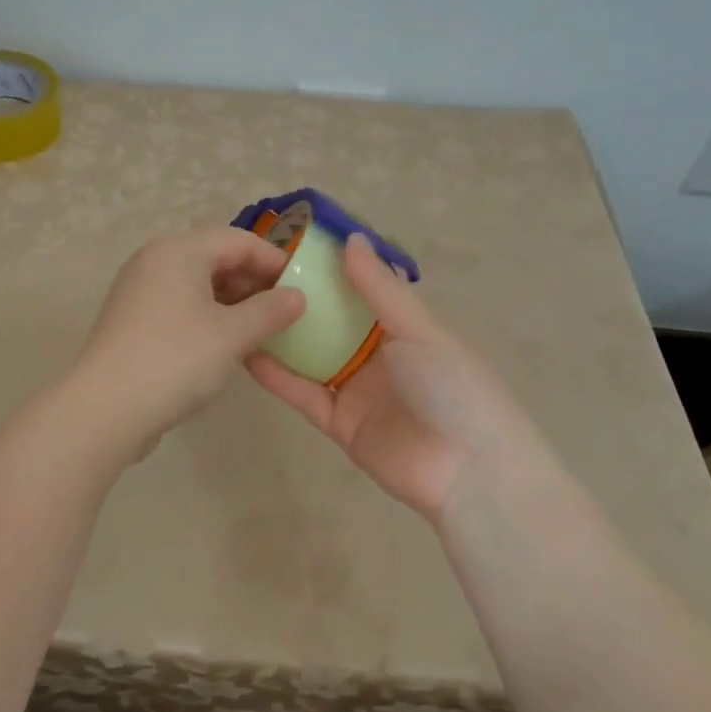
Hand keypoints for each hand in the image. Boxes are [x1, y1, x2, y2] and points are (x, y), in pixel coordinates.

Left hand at [73, 227, 305, 453]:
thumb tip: (297, 296)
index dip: (274, 261)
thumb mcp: (232, 334)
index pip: (238, 240)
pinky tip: (226, 345)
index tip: (302, 288)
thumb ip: (270, 311)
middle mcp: (155, 261)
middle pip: (216, 259)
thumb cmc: (176, 359)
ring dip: (233, 303)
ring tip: (261, 331)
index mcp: (178, 251)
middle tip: (285, 313)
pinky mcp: (132, 320)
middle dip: (254, 283)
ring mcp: (139, 291)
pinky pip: (180, 306)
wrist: (106, 408)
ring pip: (198, 285)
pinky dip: (208, 317)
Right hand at [247, 233, 544, 521]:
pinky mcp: (338, 423)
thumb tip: (350, 238)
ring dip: (283, 337)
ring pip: (311, 357)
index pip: (361, 290)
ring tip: (242, 310)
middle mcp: (378, 354)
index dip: (331, 269)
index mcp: (403, 327)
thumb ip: (380, 288)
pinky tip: (248, 353)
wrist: (468, 472)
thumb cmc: (452, 386)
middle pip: (331, 323)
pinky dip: (278, 376)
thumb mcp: (419, 330)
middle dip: (299, 301)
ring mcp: (356, 389)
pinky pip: (304, 394)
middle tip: (254, 275)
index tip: (292, 245)